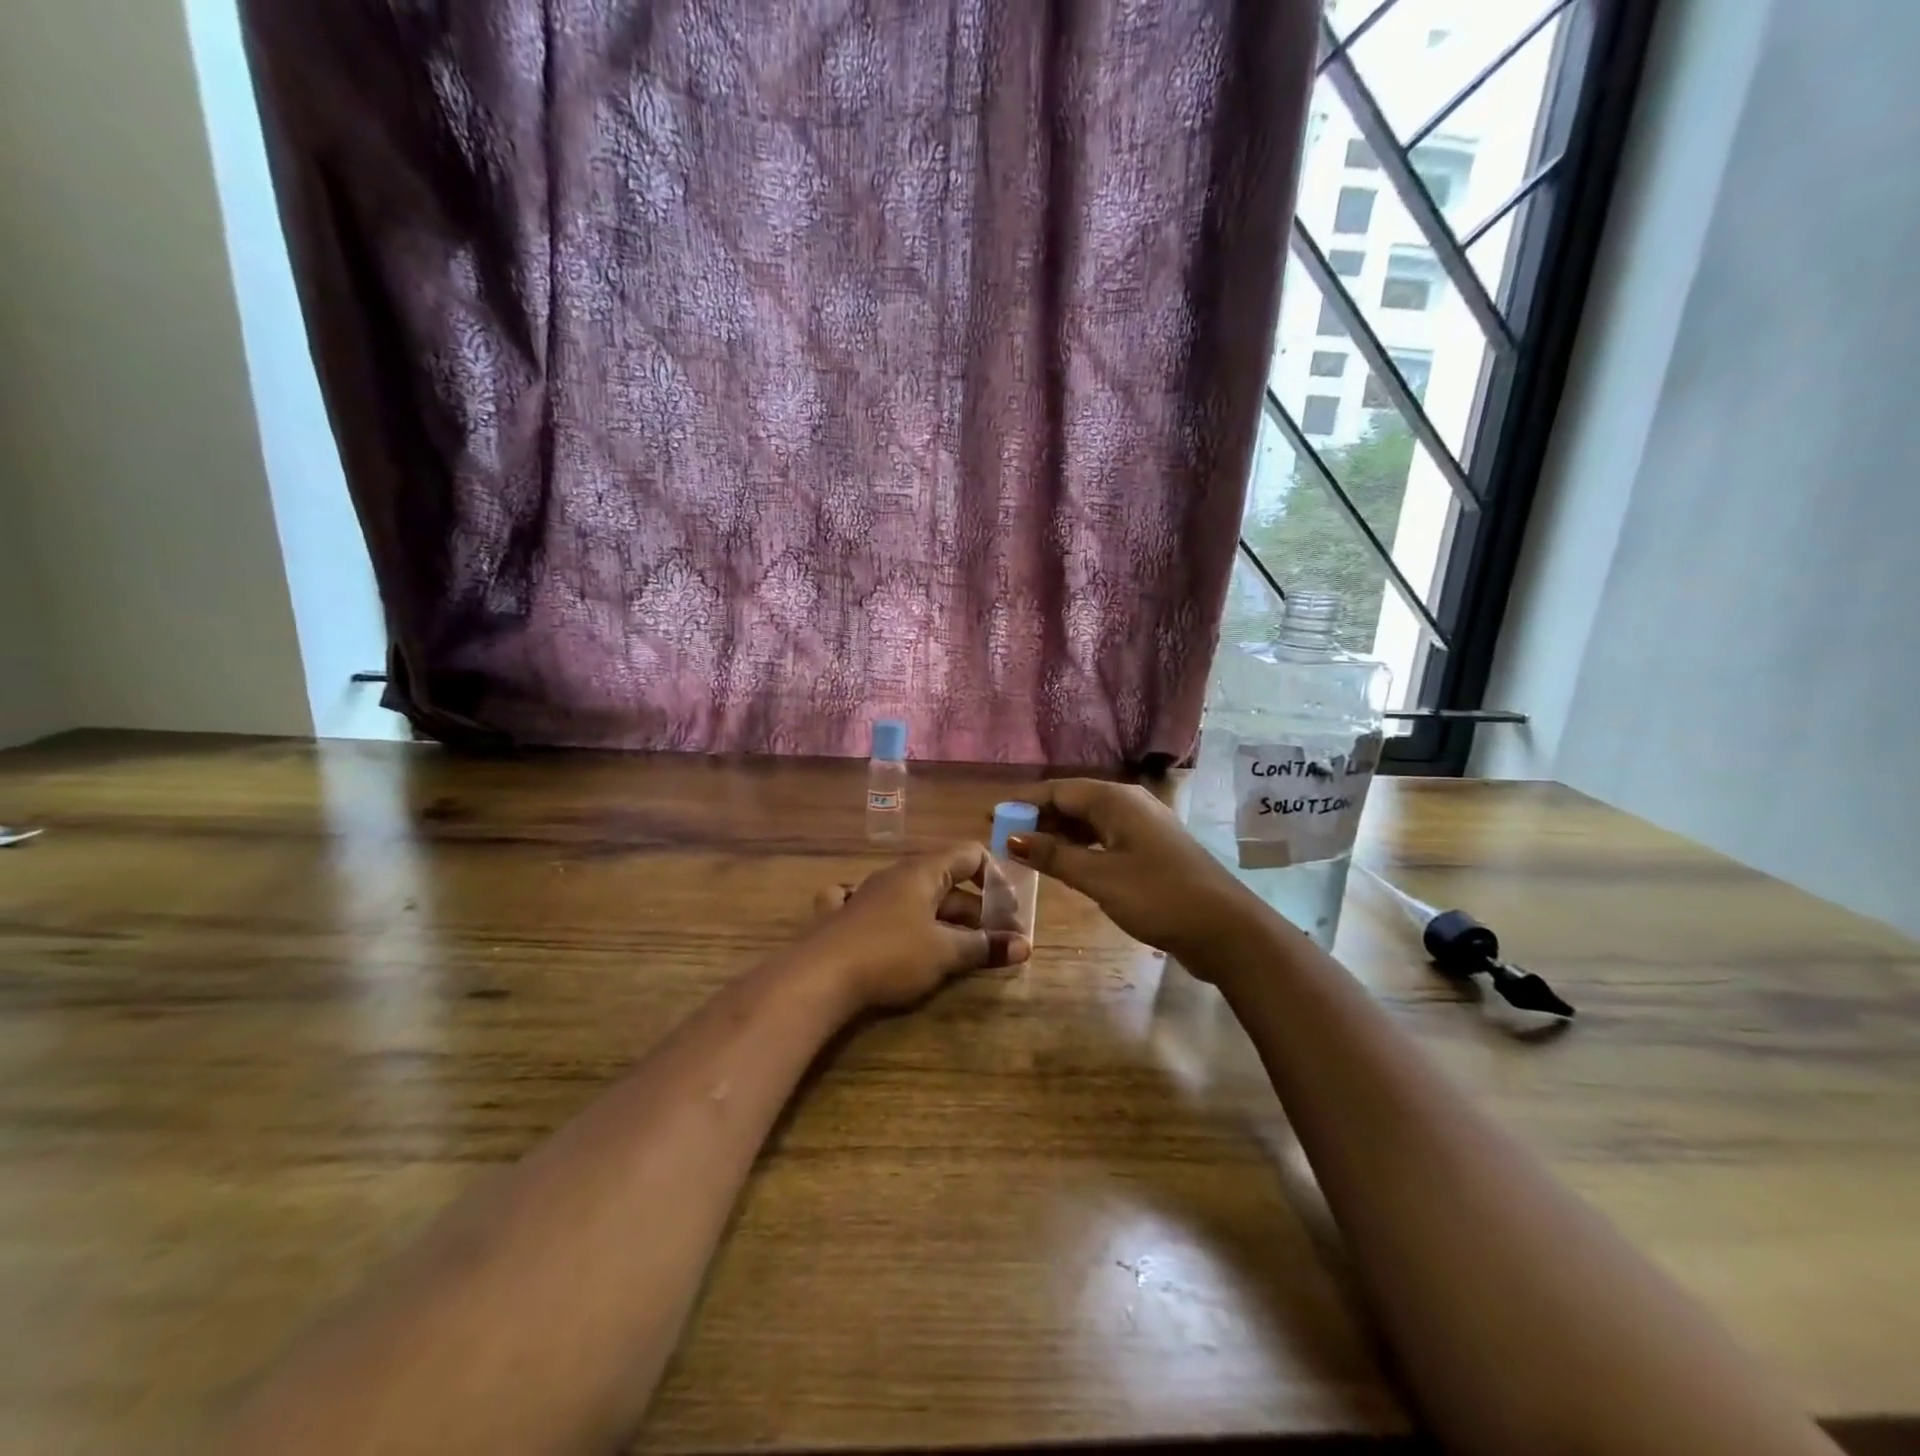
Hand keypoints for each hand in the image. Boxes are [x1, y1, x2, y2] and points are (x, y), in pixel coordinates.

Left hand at [805, 842, 1030, 1010]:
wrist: (818, 978)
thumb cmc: (891, 955)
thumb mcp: (945, 953)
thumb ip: (985, 946)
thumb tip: (1025, 946)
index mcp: (922, 872)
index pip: (969, 854)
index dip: (995, 878)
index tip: (1009, 912)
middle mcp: (895, 875)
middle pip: (945, 881)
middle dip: (974, 909)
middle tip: (995, 941)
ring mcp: (865, 894)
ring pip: (915, 898)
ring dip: (942, 919)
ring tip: (961, 951)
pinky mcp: (842, 917)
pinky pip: (874, 907)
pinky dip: (893, 918)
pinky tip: (891, 929)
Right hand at [1006, 779, 1251, 964]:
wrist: (1226, 928)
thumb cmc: (1158, 896)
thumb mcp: (1099, 878)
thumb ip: (1054, 856)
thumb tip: (1012, 837)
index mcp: (1116, 800)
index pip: (1058, 791)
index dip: (1023, 803)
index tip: (991, 817)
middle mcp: (1129, 804)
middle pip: (1074, 802)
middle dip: (1038, 817)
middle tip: (1003, 838)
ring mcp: (1143, 827)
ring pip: (1090, 821)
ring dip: (1058, 833)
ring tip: (1026, 850)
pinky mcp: (1151, 850)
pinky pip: (1105, 838)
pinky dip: (1080, 846)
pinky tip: (1065, 863)